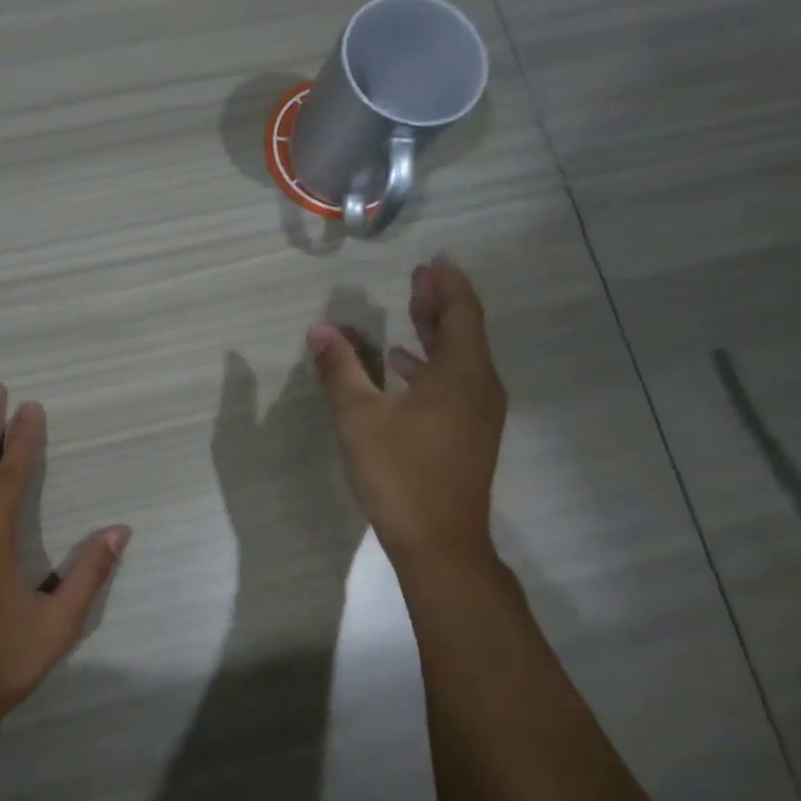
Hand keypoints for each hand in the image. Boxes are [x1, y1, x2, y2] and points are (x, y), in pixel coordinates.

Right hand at [308, 256, 505, 567]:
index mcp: (460, 374)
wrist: (439, 541)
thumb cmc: (399, 474)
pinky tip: (403, 368)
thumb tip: (320, 329)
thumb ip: (340, 370)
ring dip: (437, 332)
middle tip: (419, 276)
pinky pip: (457, 382)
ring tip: (411, 311)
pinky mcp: (470, 433)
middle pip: (465, 331)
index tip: (434, 259)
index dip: (448, 283)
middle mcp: (480, 386)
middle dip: (441, 302)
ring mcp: (479, 412)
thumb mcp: (360, 419)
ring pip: (461, 358)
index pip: (461, 312)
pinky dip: (433, 365)